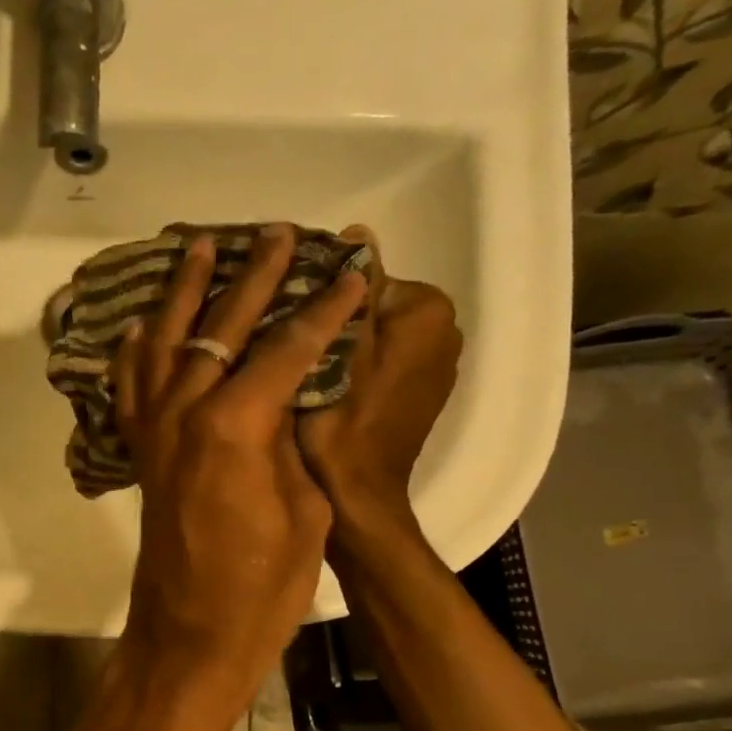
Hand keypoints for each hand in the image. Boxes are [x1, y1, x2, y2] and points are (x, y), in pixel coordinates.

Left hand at [111, 224, 367, 722]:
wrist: (192, 636)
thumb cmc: (263, 587)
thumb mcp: (304, 510)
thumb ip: (290, 443)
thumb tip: (284, 402)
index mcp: (235, 426)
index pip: (285, 348)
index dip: (323, 308)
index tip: (350, 272)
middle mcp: (185, 414)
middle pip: (221, 328)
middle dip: (254, 278)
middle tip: (279, 235)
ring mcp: (154, 432)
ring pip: (166, 343)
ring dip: (186, 293)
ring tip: (200, 247)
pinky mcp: (141, 453)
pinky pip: (132, 387)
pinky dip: (139, 349)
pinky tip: (146, 324)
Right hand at [297, 253, 461, 537]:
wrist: (358, 496)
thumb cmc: (340, 425)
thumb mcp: (337, 351)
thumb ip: (352, 291)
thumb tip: (359, 233)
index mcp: (428, 311)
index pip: (364, 277)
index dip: (320, 297)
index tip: (286, 320)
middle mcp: (445, 331)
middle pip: (373, 305)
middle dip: (335, 319)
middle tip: (291, 347)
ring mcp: (437, 365)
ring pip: (377, 334)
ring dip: (344, 343)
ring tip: (305, 368)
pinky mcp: (423, 393)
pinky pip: (386, 361)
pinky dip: (361, 366)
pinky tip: (329, 388)